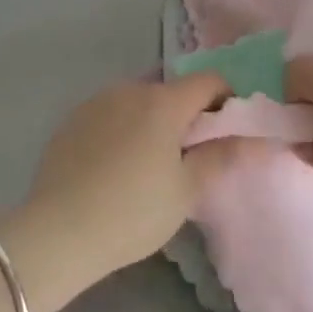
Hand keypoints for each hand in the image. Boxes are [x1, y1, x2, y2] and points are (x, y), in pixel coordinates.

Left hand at [0, 74, 235, 311]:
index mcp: (163, 101)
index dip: (226, 100)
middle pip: (171, 91)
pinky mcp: (72, 119)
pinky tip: (114, 167)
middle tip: (188, 157)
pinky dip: (122, 129)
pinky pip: (110, 114)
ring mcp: (96, 101)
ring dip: (152, 121)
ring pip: (138, 102)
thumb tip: (253, 137)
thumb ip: (220, 157)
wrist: (59, 230)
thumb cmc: (133, 211)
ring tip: (148, 165)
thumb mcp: (186, 190)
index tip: (226, 132)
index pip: (209, 81)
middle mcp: (129, 89)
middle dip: (187, 115)